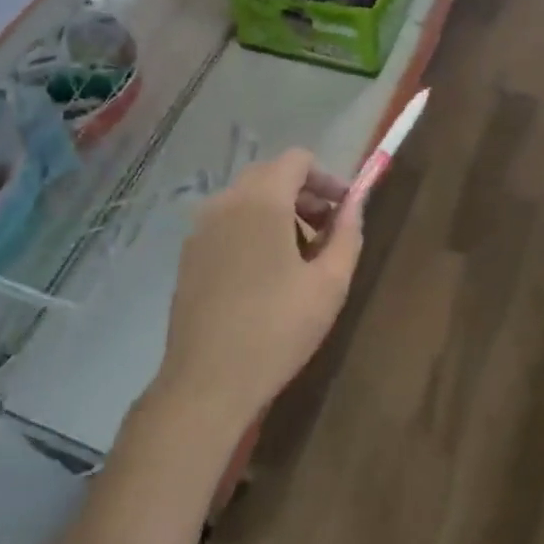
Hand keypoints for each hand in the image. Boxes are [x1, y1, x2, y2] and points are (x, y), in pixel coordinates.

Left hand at [155, 150, 364, 436]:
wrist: (207, 383)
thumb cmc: (277, 329)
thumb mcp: (330, 284)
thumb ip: (348, 234)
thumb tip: (355, 205)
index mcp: (261, 201)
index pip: (297, 160)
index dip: (327, 178)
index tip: (345, 210)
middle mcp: (225, 203)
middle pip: (270, 175)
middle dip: (304, 195)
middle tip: (327, 232)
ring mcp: (201, 228)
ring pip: (247, 199)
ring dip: (278, 212)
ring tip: (300, 257)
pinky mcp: (189, 255)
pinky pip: (227, 223)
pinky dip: (252, 229)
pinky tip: (266, 274)